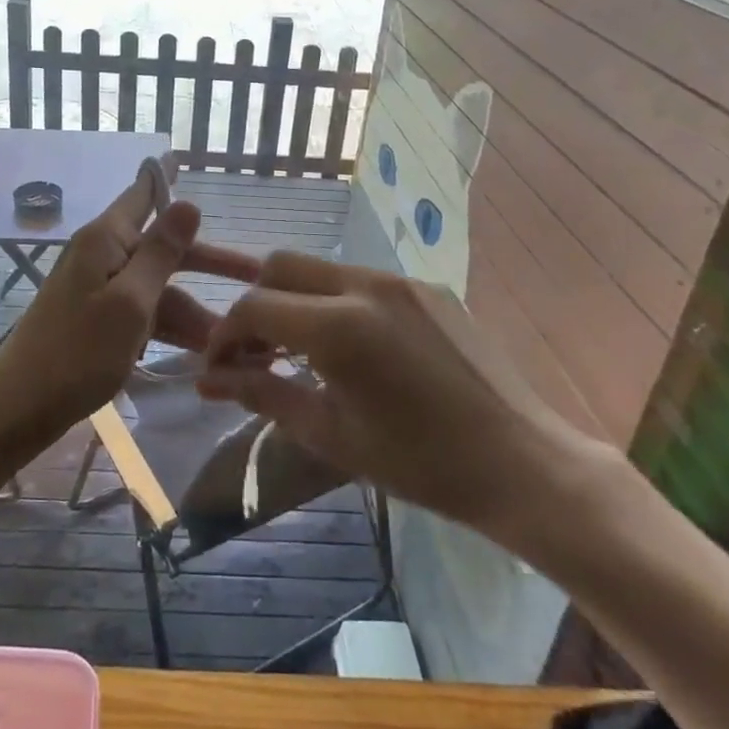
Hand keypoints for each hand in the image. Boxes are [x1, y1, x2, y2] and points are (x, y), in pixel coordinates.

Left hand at [0, 162, 254, 439]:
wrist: (20, 408)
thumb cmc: (77, 352)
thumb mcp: (130, 302)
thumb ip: (161, 253)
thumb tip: (188, 202)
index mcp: (106, 239)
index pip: (142, 194)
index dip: (164, 176)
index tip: (181, 155)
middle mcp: (103, 255)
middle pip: (165, 248)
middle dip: (209, 262)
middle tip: (256, 275)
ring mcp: (100, 290)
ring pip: (159, 288)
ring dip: (193, 311)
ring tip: (232, 342)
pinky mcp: (99, 321)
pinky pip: (145, 314)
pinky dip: (170, 329)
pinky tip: (201, 352)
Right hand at [197, 252, 610, 546]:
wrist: (521, 462)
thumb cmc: (420, 463)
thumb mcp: (331, 435)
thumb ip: (262, 396)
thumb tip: (207, 381)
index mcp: (339, 326)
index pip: (253, 306)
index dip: (224, 337)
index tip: (220, 370)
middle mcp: (366, 285)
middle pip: (280, 266)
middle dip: (255, 304)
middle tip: (255, 353)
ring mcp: (400, 280)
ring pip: (321, 269)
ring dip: (295, 300)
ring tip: (298, 352)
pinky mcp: (426, 287)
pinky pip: (361, 281)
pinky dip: (335, 303)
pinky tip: (350, 349)